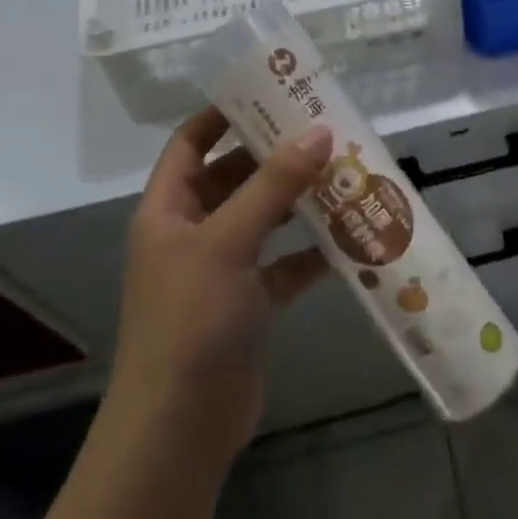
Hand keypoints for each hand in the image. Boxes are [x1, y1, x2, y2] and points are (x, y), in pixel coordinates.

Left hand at [100, 108, 333, 473]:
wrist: (180, 426)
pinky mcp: (248, 304)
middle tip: (324, 130)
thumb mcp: (229, 241)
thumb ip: (274, 185)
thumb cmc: (191, 319)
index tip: (269, 92)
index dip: (222, 114)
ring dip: (298, 201)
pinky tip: (349, 240)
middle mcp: (191, 233)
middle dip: (275, 156)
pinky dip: (311, 253)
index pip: (190, 143)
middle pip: (233, 177)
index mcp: (168, 209)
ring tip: (345, 174)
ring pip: (263, 220)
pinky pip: (283, 265)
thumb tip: (317, 132)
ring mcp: (220, 270)